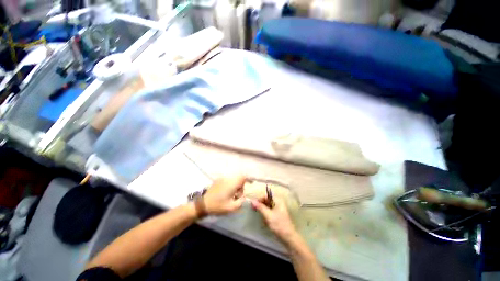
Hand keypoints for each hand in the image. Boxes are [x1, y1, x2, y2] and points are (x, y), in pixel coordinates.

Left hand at [204, 175, 245, 214]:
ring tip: (231, 194)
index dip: (247, 180)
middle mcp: (228, 179)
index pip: (243, 177)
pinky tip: (225, 192)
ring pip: (233, 178)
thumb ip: (241, 202)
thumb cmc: (218, 206)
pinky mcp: (218, 180)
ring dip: (235, 185)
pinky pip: (227, 180)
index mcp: (232, 184)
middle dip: (240, 185)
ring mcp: (222, 178)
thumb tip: (243, 197)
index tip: (247, 187)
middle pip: (239, 177)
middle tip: (237, 194)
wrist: (203, 204)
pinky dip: (230, 184)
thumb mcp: (231, 208)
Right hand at [251, 197, 298, 244]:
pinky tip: (265, 221)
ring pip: (268, 206)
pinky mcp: (278, 214)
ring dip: (263, 211)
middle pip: (267, 200)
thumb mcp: (268, 215)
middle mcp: (278, 202)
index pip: (266, 196)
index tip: (253, 205)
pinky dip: (266, 214)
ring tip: (261, 217)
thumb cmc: (279, 225)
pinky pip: (270, 211)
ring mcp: (279, 208)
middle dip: (261, 205)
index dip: (259, 199)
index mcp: (278, 200)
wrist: (289, 238)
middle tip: (254, 210)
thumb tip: (252, 201)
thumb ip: (260, 207)